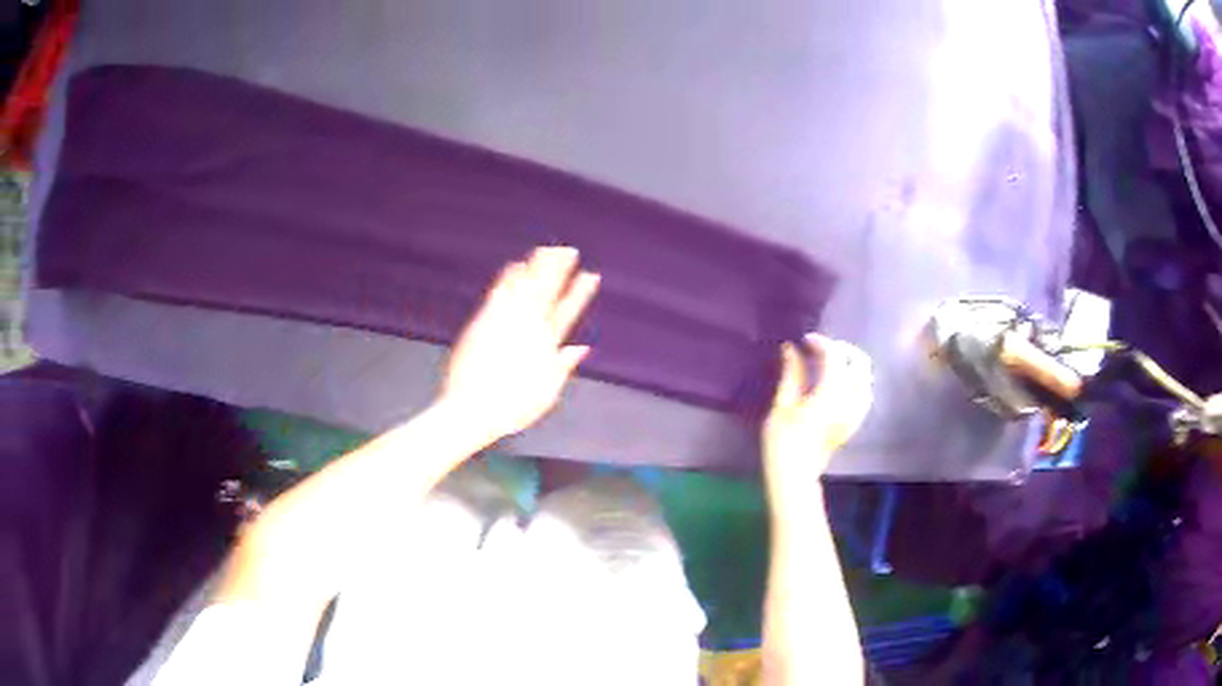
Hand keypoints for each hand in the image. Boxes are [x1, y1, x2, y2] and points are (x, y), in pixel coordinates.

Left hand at [439, 247, 600, 441]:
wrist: (473, 409)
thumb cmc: (511, 409)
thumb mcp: (546, 394)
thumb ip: (563, 366)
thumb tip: (581, 347)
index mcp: (547, 346)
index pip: (568, 312)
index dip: (580, 292)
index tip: (591, 275)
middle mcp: (529, 329)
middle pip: (547, 292)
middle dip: (559, 269)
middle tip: (569, 250)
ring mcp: (505, 323)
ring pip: (525, 287)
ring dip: (536, 266)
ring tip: (545, 249)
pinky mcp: (484, 322)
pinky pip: (499, 293)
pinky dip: (508, 278)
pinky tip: (514, 265)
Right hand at [763, 334, 872, 477]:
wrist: (794, 475)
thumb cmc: (782, 442)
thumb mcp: (782, 405)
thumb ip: (791, 374)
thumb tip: (791, 348)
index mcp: (831, 394)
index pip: (835, 356)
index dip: (821, 343)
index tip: (804, 341)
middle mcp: (850, 401)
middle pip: (860, 363)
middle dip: (843, 349)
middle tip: (821, 349)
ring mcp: (856, 413)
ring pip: (865, 378)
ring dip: (850, 364)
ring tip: (829, 364)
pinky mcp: (855, 422)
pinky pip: (864, 393)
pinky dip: (854, 381)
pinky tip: (837, 383)